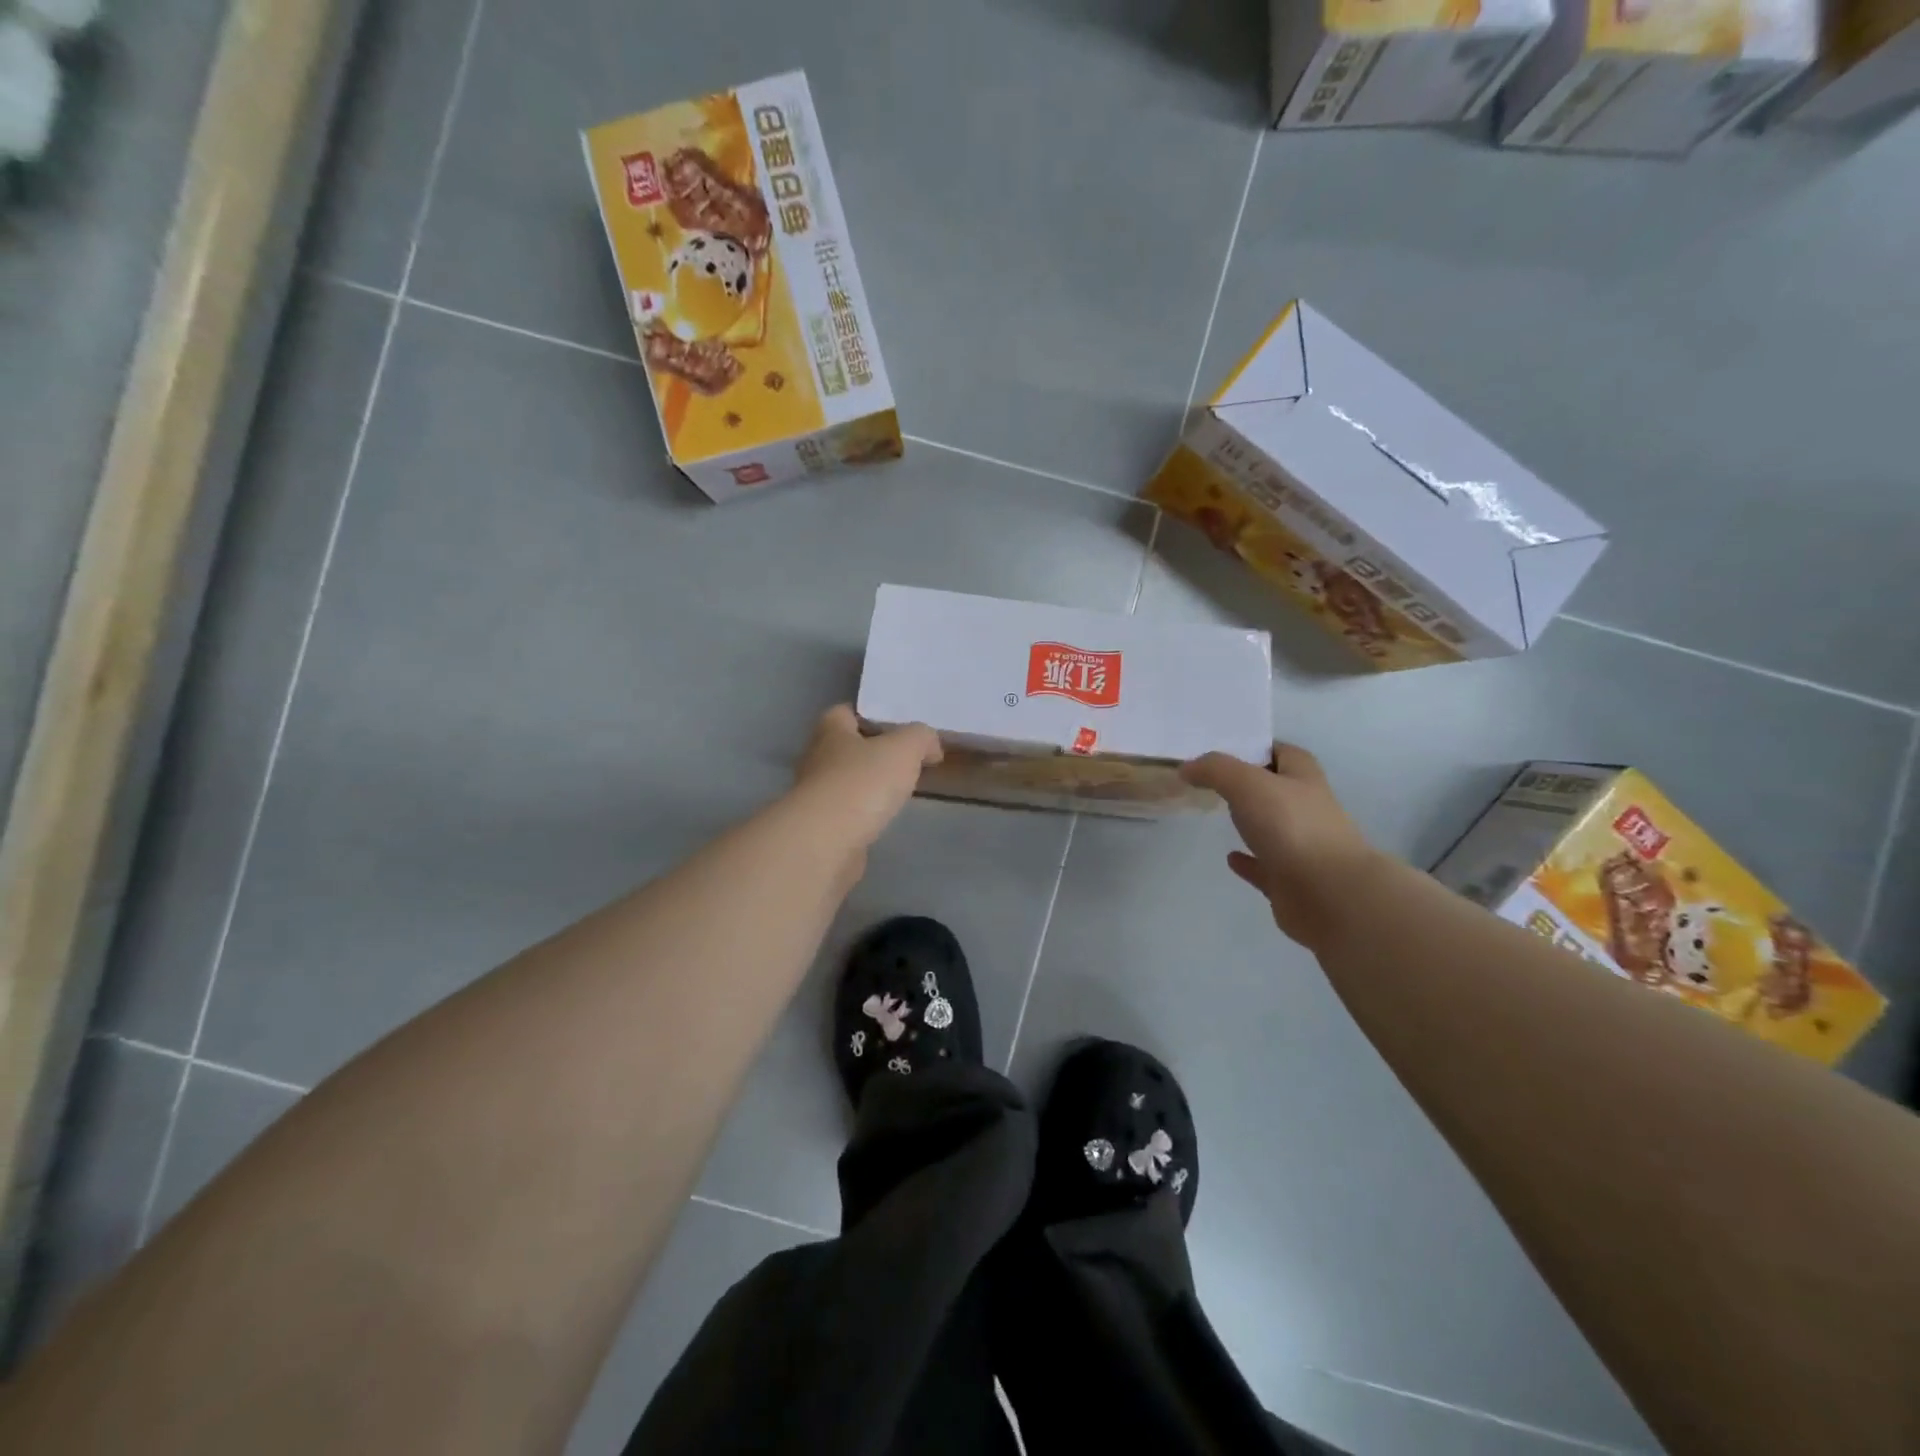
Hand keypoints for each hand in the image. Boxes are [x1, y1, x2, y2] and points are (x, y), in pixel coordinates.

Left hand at [792, 705, 942, 852]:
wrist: (827, 841)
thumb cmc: (863, 782)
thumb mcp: (905, 748)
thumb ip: (921, 738)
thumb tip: (931, 746)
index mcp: (830, 731)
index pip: (844, 712)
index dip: (870, 716)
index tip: (898, 729)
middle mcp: (816, 759)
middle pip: (844, 748)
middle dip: (870, 753)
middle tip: (903, 761)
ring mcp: (814, 796)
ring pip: (844, 782)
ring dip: (866, 786)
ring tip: (897, 792)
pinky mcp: (819, 828)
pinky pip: (844, 814)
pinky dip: (862, 815)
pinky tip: (882, 820)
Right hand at [1181, 742, 1382, 948]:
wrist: (1329, 894)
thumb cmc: (1292, 827)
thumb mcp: (1248, 784)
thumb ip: (1215, 770)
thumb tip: (1186, 767)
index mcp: (1304, 779)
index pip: (1283, 752)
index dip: (1258, 747)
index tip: (1225, 749)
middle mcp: (1307, 809)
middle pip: (1277, 789)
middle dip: (1250, 784)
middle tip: (1210, 780)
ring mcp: (1301, 847)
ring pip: (1271, 828)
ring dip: (1250, 822)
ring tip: (1216, 814)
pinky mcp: (1291, 881)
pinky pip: (1265, 866)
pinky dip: (1248, 861)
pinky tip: (1230, 857)